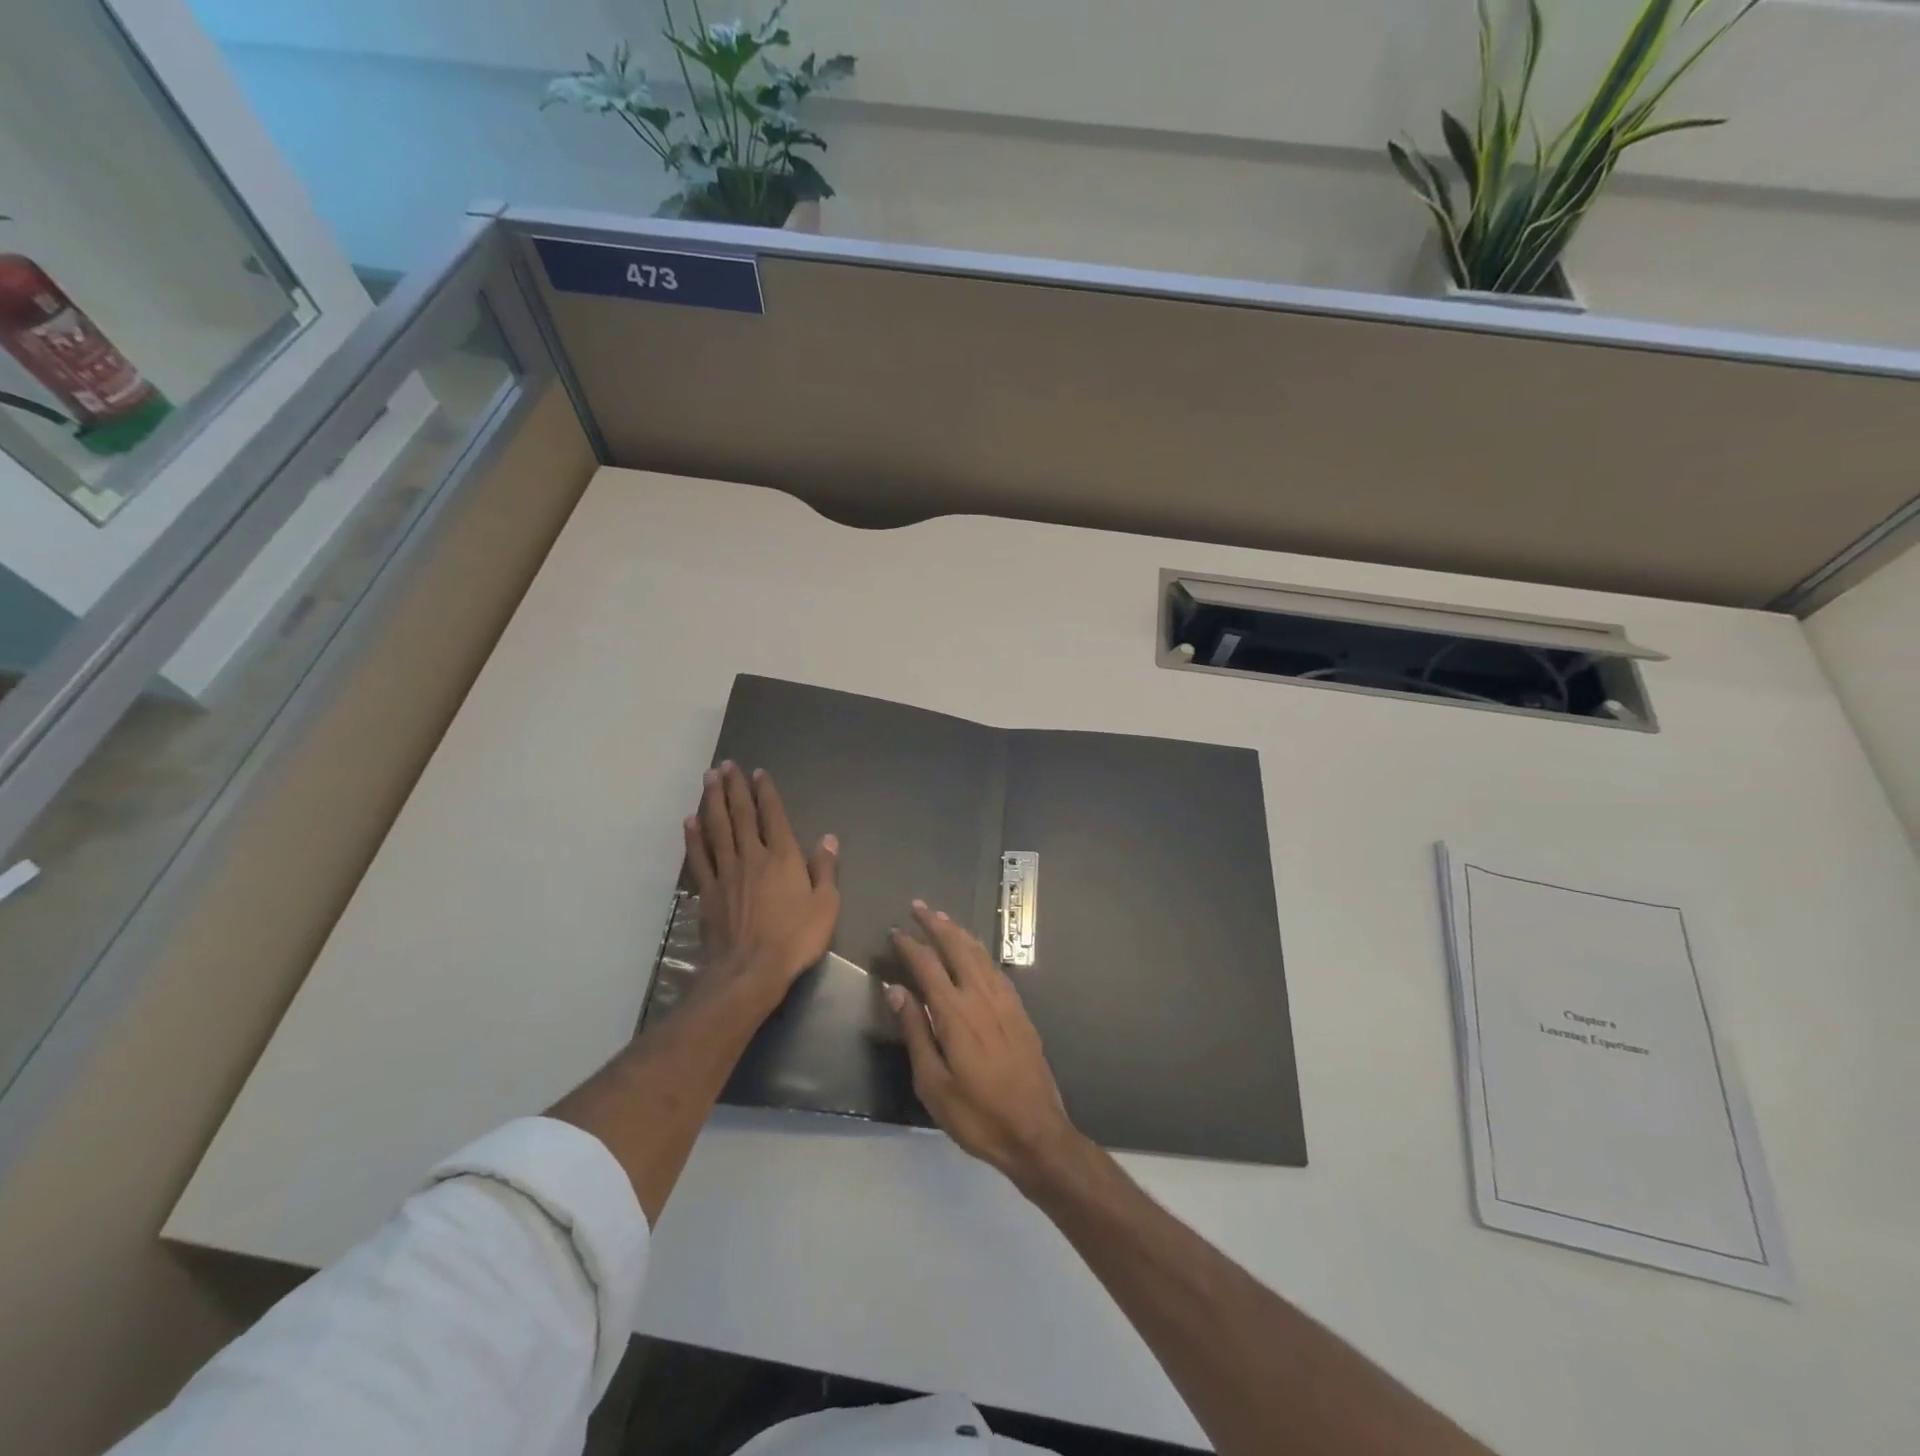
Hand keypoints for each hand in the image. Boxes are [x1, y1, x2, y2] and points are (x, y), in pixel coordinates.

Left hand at [685, 763, 839, 1000]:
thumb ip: (825, 869)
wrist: (750, 970)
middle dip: (734, 788)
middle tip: (726, 765)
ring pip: (717, 829)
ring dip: (712, 801)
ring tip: (708, 779)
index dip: (765, 792)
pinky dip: (693, 837)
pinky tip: (690, 821)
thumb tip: (828, 838)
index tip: (757, 773)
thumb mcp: (825, 905)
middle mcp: (752, 857)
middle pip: (741, 815)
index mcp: (783, 857)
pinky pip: (699, 858)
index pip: (773, 816)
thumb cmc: (795, 938)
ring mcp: (726, 873)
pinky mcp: (707, 893)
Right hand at [886, 901, 1083, 1186]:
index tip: (896, 931)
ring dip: (959, 932)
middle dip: (937, 924)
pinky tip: (976, 952)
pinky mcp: (1019, 1011)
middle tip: (919, 906)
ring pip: (980, 953)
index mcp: (955, 1013)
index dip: (910, 946)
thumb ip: (915, 1031)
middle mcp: (981, 996)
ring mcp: (1004, 1001)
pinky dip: (981, 951)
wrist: (1035, 1130)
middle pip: (957, 948)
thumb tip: (895, 990)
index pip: (928, 966)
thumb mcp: (932, 1083)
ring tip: (943, 919)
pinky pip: (996, 968)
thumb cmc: (976, 1114)